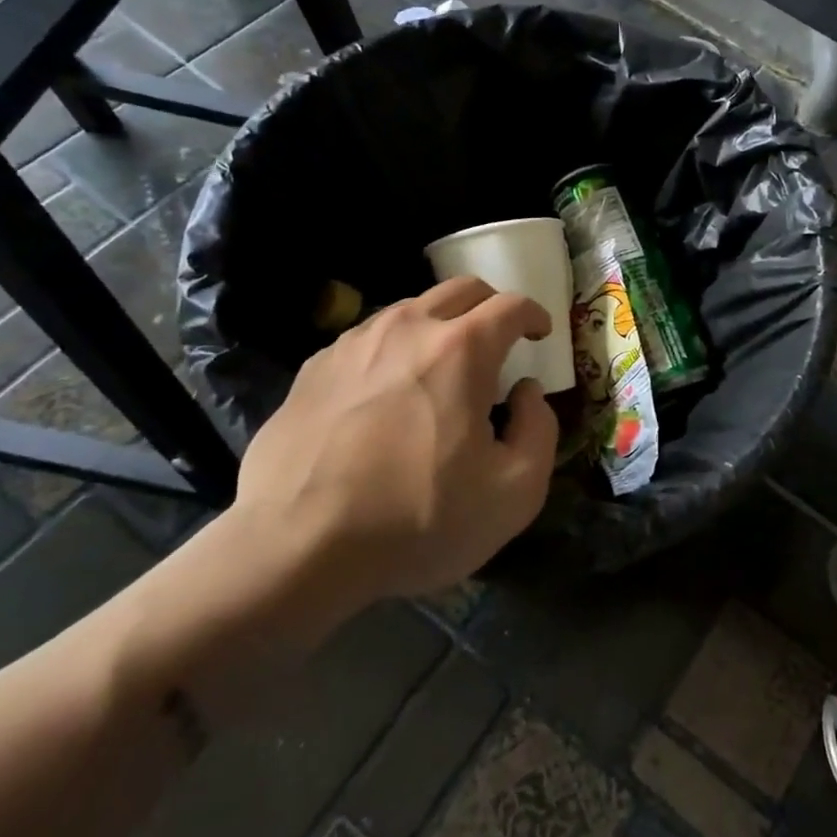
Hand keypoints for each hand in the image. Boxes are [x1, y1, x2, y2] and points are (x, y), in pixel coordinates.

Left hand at [224, 276, 558, 639]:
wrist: (296, 547)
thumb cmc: (417, 518)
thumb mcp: (514, 492)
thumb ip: (539, 429)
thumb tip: (527, 392)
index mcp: (461, 349)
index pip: (511, 306)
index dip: (535, 315)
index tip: (540, 335)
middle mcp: (408, 327)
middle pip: (461, 289)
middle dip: (491, 306)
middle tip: (499, 340)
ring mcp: (354, 343)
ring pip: (411, 309)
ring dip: (440, 325)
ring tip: (441, 368)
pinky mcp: (314, 368)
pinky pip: (368, 340)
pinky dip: (394, 351)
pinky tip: (386, 393)